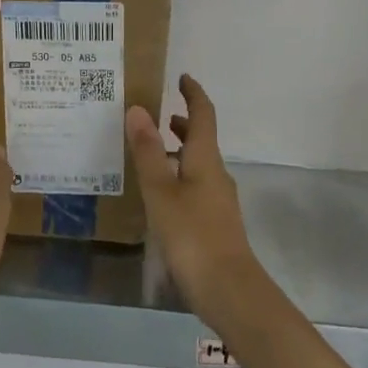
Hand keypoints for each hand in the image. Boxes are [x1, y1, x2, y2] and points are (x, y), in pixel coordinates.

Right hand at [126, 75, 265, 328]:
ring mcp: (219, 200)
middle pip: (201, 139)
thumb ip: (148, 152)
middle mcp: (216, 174)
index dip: (193, 94)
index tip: (182, 77)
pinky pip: (196, 186)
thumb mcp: (161, 191)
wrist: (229, 290)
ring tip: (151, 153)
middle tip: (156, 116)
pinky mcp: (216, 223)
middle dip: (182, 123)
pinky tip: (160, 195)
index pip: (203, 115)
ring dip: (178, 151)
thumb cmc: (192, 235)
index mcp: (205, 159)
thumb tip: (137, 108)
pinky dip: (179, 176)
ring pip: (198, 164)